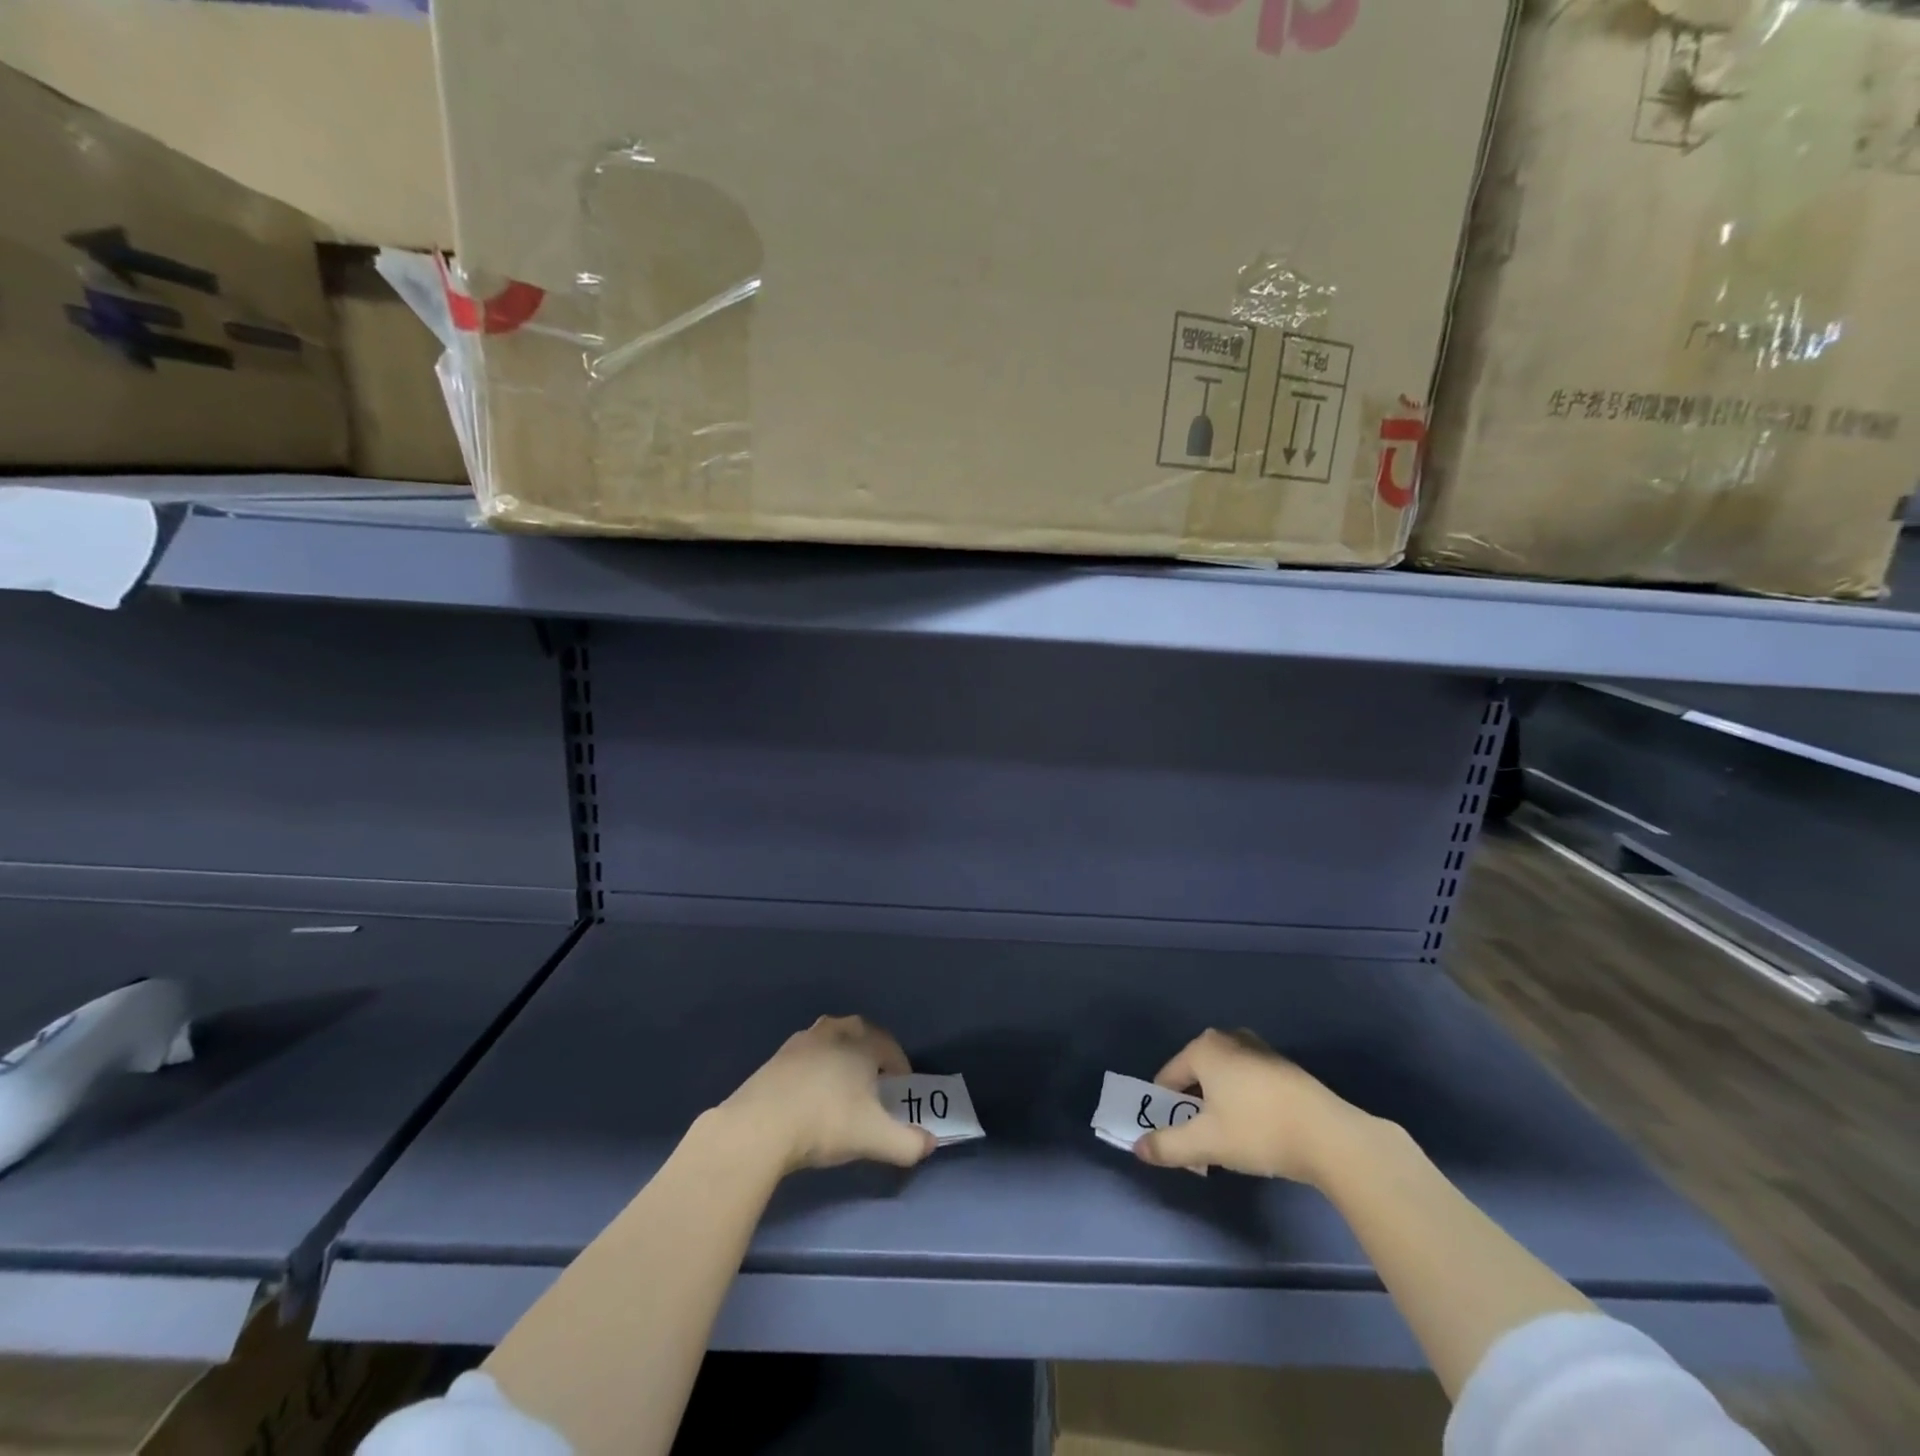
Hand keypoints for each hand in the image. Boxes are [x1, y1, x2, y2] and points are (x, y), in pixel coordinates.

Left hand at [718, 1015, 934, 1174]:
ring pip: (830, 1039)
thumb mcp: (874, 1138)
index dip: (900, 1065)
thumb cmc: (826, 1122)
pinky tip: (812, 1093)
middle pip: (859, 1032)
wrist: (759, 1126)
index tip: (903, 1087)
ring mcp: (801, 1042)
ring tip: (843, 1082)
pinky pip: (806, 1055)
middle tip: (875, 1079)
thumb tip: (931, 1144)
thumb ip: (908, 1143)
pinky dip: (816, 1067)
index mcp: (861, 1044)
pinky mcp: (776, 1058)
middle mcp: (833, 1033)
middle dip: (871, 1051)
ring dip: (841, 1054)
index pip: (889, 1046)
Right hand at [1134, 1028, 1373, 1184]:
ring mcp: (1258, 1049)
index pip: (1167, 1078)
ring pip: (1223, 1079)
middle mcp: (1228, 1038)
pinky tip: (1257, 1131)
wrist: (1330, 1136)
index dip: (1165, 1109)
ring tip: (1230, 1140)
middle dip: (1193, 1108)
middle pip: (1196, 1076)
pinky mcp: (1283, 1067)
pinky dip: (1243, 1102)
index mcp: (1204, 1048)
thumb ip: (1168, 1145)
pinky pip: (1247, 1082)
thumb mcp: (1207, 1143)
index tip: (1175, 1138)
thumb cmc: (1259, 1130)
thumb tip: (1138, 1148)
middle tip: (1202, 1141)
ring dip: (1219, 1106)